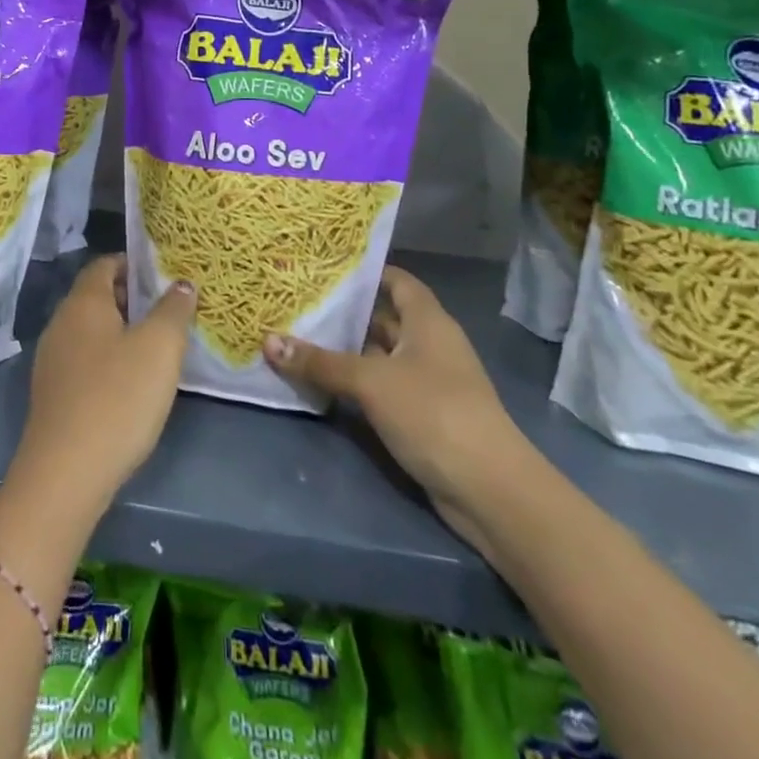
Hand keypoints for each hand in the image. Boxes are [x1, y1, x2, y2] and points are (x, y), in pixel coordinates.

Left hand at [13, 255, 196, 516]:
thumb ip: (173, 310)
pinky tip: (131, 383)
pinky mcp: (53, 394)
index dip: (133, 263)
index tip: (164, 274)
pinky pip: (84, 360)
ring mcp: (52, 360)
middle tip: (169, 309)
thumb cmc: (117, 397)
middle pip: (96, 296)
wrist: (65, 474)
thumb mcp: (159, 348)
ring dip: (121, 331)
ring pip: (90, 330)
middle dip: (131, 298)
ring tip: (157, 346)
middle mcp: (61, 323)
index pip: (104, 264)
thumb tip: (181, 284)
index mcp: (83, 303)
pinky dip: (108, 359)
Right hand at [264, 266, 533, 558]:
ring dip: (347, 352)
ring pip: (380, 356)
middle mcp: (430, 345)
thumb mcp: (371, 382)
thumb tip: (269, 341)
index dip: (367, 272)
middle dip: (346, 313)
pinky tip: (323, 384)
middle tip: (299, 302)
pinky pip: (383, 388)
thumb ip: (321, 362)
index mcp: (428, 321)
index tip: (326, 267)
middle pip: (384, 318)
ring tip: (299, 337)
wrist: (490, 491)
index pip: (397, 281)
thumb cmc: (434, 412)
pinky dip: (357, 384)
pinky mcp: (423, 416)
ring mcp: (428, 382)